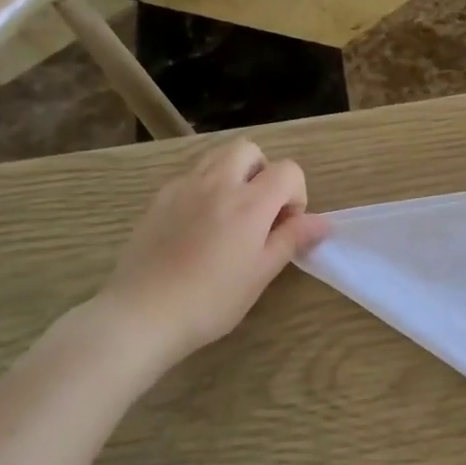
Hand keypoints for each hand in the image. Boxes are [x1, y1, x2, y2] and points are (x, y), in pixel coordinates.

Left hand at [92, 139, 329, 373]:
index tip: (285, 226)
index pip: (288, 170)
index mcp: (249, 203)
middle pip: (249, 150)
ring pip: (217, 157)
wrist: (142, 314)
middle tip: (260, 211)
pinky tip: (199, 225)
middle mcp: (217, 183)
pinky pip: (191, 177)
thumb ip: (292, 239)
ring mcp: (183, 187)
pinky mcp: (159, 199)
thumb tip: (323, 222)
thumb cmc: (211, 300)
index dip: (296, 194)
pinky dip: (205, 188)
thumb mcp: (261, 273)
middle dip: (263, 172)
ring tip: (231, 214)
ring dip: (234, 174)